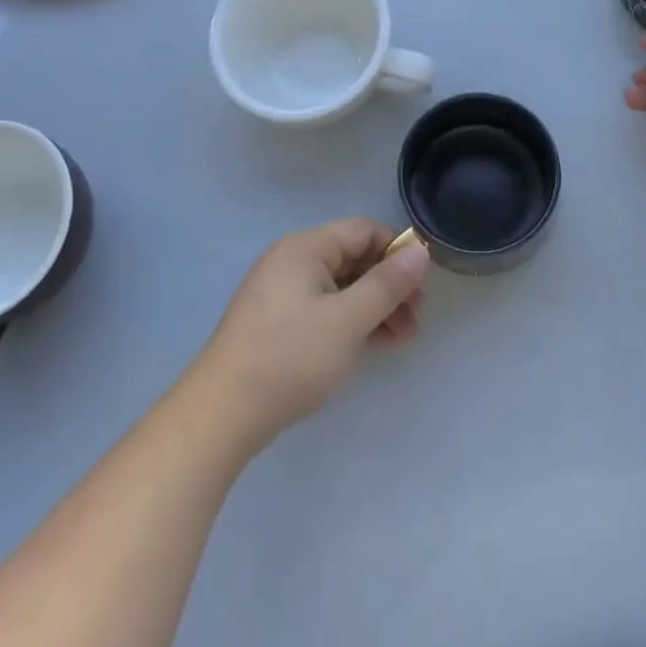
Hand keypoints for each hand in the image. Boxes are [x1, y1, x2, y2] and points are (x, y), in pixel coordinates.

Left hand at [190, 219, 429, 452]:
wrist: (222, 415)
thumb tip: (420, 250)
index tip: (423, 282)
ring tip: (403, 338)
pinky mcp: (276, 324)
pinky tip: (374, 345)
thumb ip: (388, 284)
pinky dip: (351, 322)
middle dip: (389, 285)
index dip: (396, 250)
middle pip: (353, 259)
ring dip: (374, 307)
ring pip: (341, 288)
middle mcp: (291, 262)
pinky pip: (324, 309)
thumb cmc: (290, 357)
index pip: (363, 231)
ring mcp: (281, 294)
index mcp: (305, 248)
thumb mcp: (348, 320)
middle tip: (416, 317)